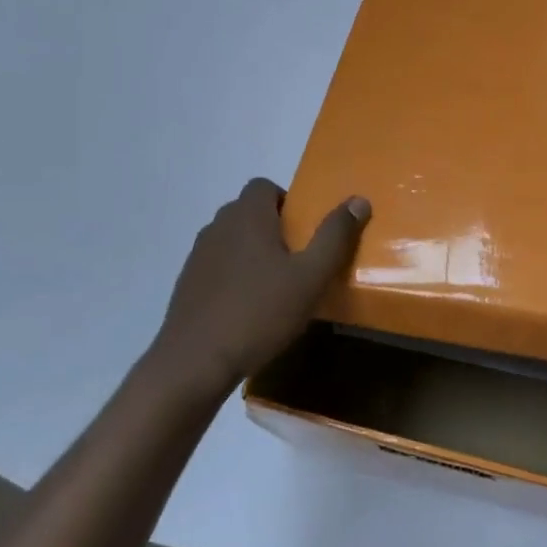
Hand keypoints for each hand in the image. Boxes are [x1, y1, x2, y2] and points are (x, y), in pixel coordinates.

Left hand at [148, 179, 369, 398]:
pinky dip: (234, 275)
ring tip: (274, 286)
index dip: (286, 201)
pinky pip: (217, 265)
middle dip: (273, 227)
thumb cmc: (260, 312)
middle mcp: (218, 226)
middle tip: (297, 260)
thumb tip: (359, 201)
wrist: (195, 361)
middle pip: (248, 211)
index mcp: (247, 216)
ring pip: (232, 239)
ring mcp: (198, 255)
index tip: (303, 232)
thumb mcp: (310, 277)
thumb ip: (335, 236)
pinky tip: (248, 308)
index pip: (263, 186)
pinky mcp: (187, 283)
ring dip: (252, 252)